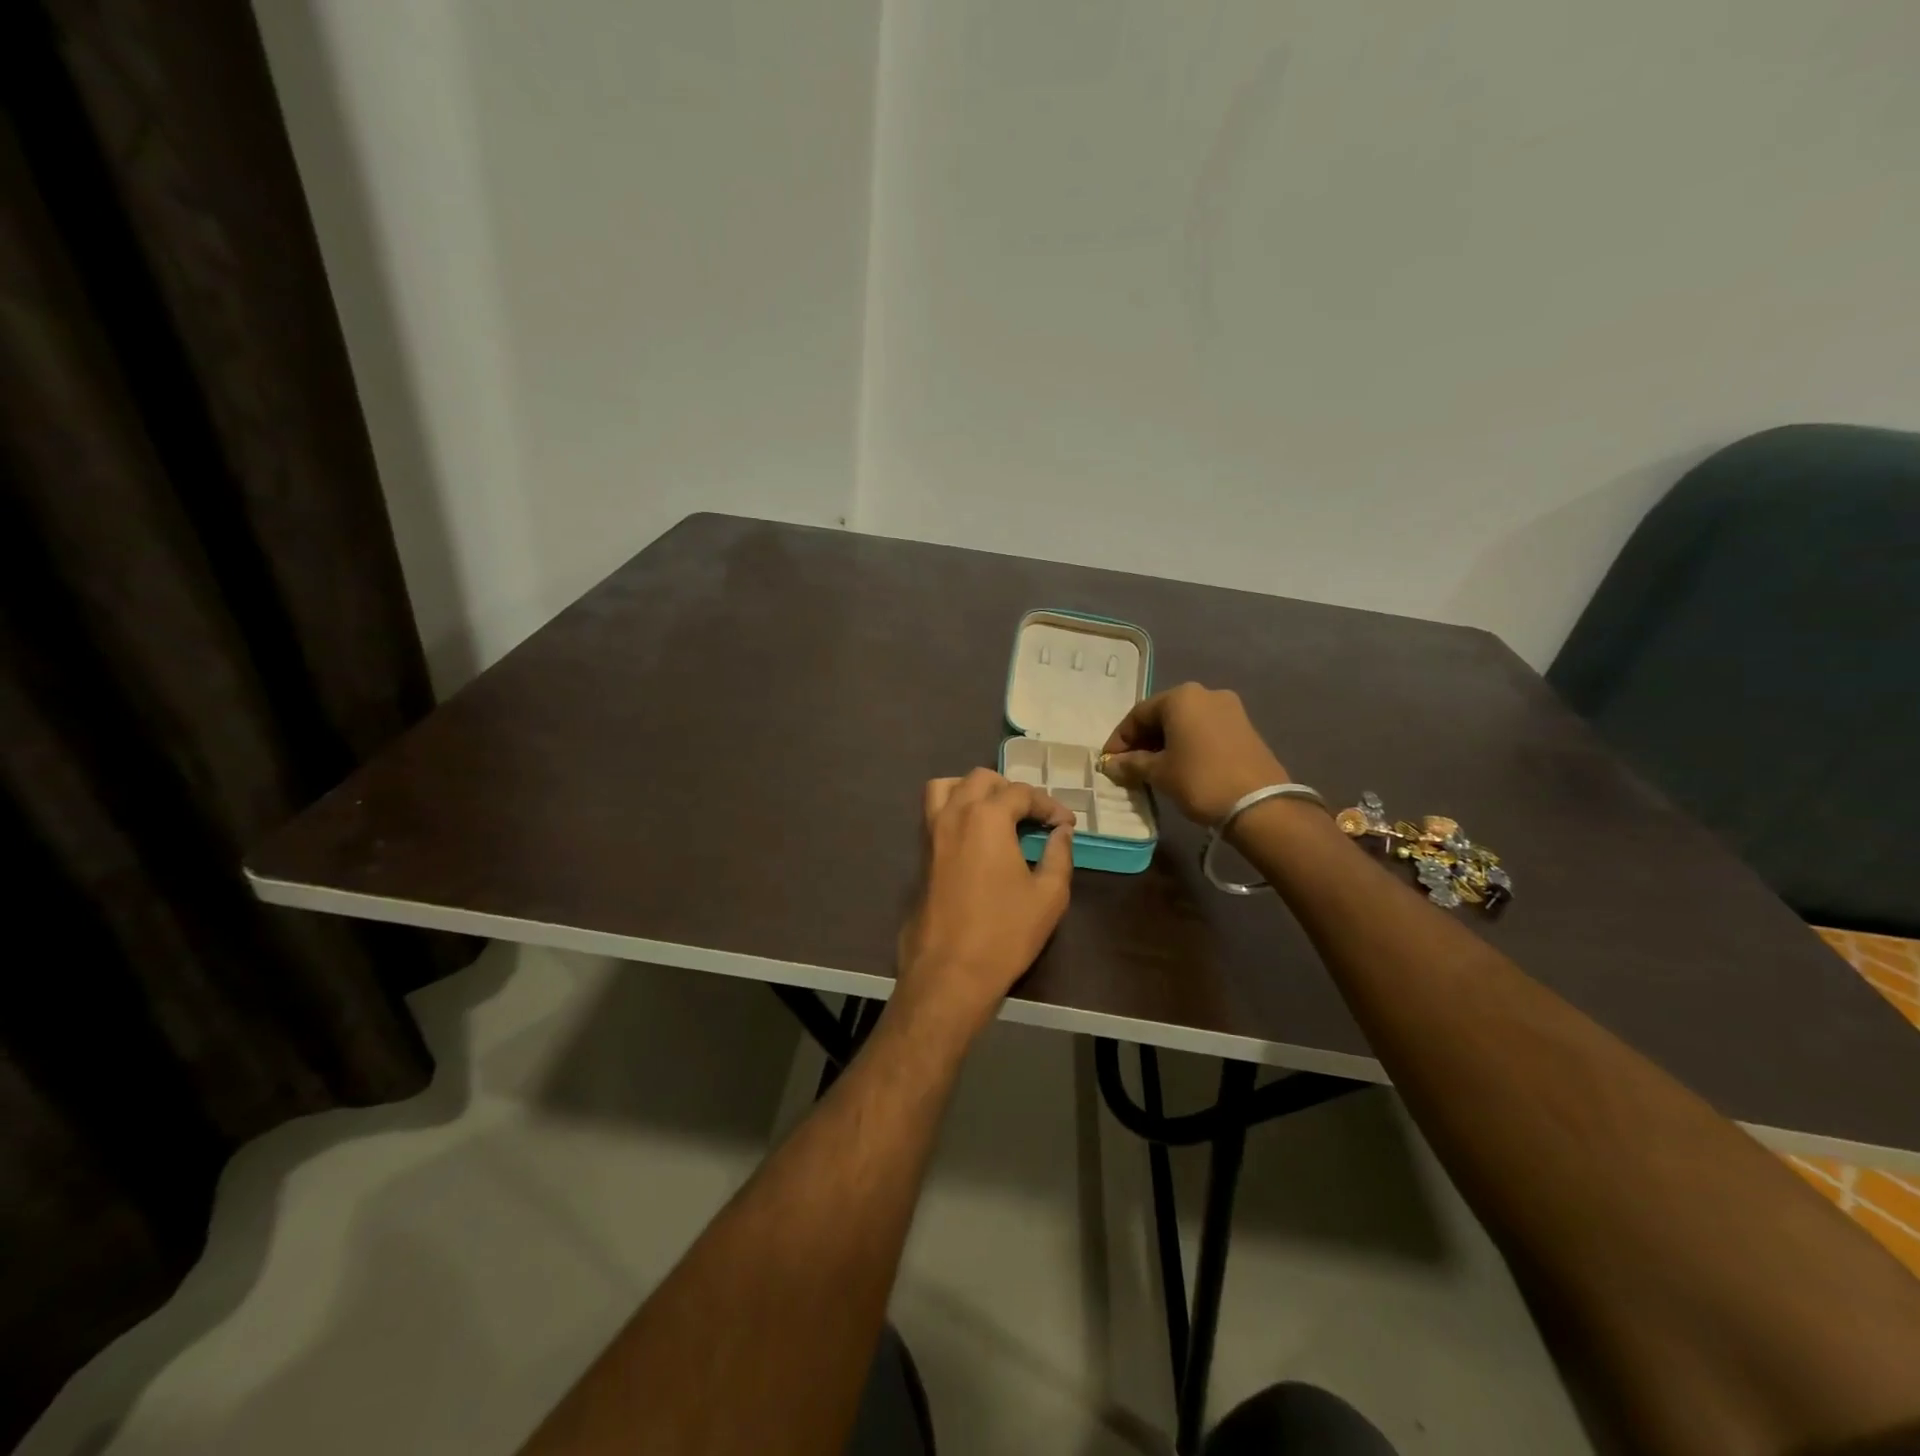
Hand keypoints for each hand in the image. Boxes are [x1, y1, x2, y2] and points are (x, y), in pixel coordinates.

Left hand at [893, 769, 1074, 1037]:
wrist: (949, 972)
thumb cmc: (1004, 933)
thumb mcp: (1048, 895)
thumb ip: (1058, 855)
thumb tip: (1061, 832)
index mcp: (987, 817)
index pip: (1021, 793)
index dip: (1049, 805)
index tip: (1065, 824)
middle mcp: (954, 814)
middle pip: (981, 779)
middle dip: (1011, 790)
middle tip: (1032, 816)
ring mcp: (931, 833)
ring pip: (946, 787)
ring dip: (973, 790)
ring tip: (996, 814)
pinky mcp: (920, 855)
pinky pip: (934, 813)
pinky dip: (955, 809)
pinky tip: (976, 837)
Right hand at [1100, 683, 1289, 824]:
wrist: (1260, 804)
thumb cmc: (1200, 780)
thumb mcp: (1159, 773)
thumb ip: (1131, 764)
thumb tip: (1111, 764)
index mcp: (1181, 697)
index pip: (1138, 714)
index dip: (1119, 739)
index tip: (1108, 762)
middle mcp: (1205, 694)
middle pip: (1163, 715)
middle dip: (1142, 740)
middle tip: (1128, 766)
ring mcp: (1229, 709)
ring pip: (1185, 723)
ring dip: (1165, 743)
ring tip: (1152, 769)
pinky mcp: (1244, 727)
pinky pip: (1204, 730)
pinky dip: (1187, 745)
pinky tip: (1180, 766)